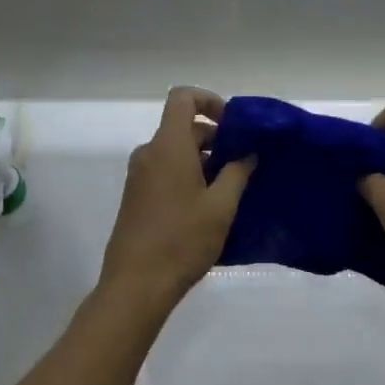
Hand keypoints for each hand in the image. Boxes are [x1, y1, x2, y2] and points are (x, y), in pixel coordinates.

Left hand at [100, 87, 254, 304]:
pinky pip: (164, 170)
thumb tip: (248, 153)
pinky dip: (187, 174)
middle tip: (242, 162)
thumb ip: (237, 173)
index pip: (182, 98)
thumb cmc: (182, 240)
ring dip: (203, 159)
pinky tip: (207, 205)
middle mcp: (149, 153)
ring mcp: (139, 176)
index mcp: (168, 146)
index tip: (233, 125)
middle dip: (214, 137)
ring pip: (175, 150)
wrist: (135, 286)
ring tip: (230, 187)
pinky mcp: (136, 197)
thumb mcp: (220, 207)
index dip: (209, 100)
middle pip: (182, 126)